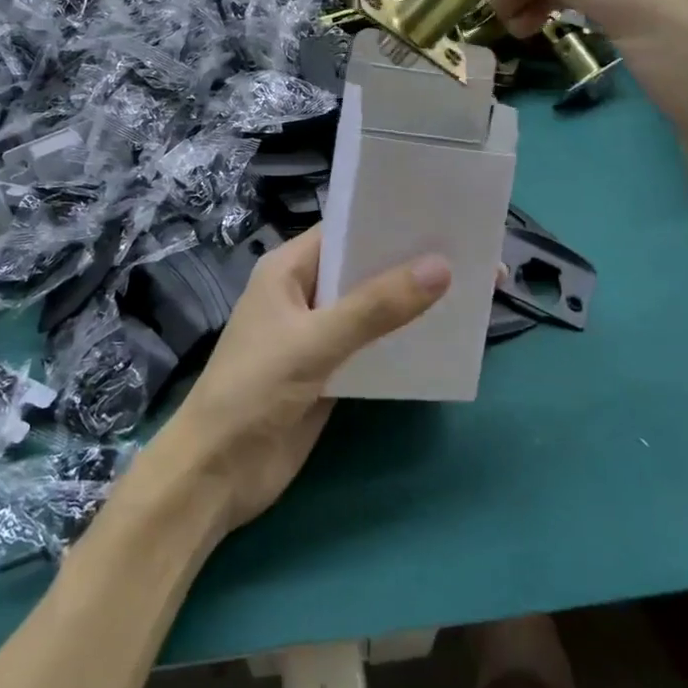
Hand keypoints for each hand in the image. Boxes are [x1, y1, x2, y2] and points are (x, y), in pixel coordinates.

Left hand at [142, 229, 449, 535]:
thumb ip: (375, 307)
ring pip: (373, 308)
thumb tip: (440, 267)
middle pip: (364, 268)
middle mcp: (305, 293)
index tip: (440, 213)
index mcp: (289, 269)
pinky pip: (373, 347)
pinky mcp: (331, 372)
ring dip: (411, 303)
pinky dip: (402, 341)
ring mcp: (318, 334)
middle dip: (409, 262)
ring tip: (469, 288)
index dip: (389, 221)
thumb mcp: (314, 341)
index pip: (346, 230)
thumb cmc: (253, 389)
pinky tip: (442, 337)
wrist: (217, 474)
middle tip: (470, 251)